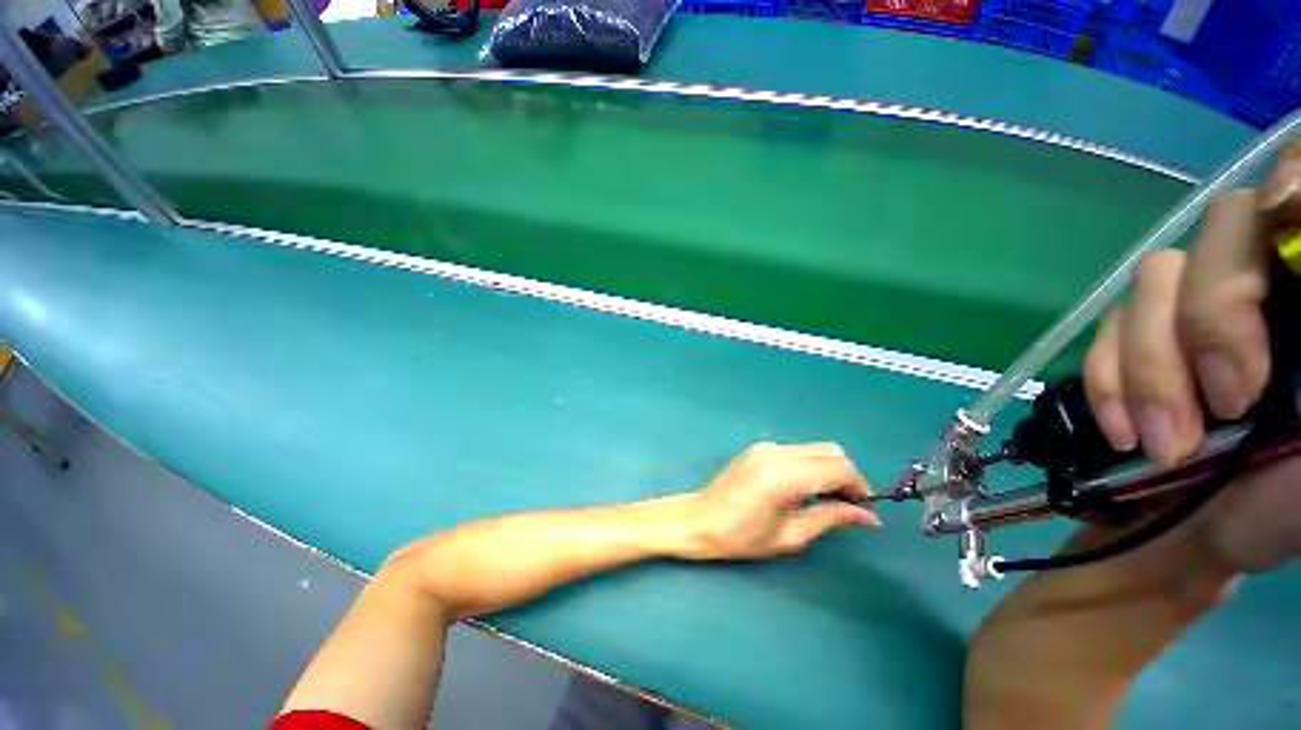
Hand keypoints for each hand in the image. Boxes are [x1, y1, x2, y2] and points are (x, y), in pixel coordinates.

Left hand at [676, 442, 881, 560]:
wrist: (700, 520)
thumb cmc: (742, 537)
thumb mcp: (790, 535)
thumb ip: (831, 518)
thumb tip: (870, 517)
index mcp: (785, 476)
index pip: (839, 468)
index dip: (860, 487)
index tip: (865, 510)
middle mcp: (777, 452)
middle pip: (831, 451)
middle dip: (847, 477)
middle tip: (848, 507)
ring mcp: (767, 446)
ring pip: (815, 449)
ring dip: (830, 470)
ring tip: (828, 500)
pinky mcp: (760, 447)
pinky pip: (797, 451)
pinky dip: (811, 465)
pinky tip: (805, 488)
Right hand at [1082, 141, 1300, 573]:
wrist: (1204, 528)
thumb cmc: (1286, 501)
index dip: (1296, 186)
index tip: (1290, 236)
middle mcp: (1261, 277)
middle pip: (1225, 228)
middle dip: (1215, 317)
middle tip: (1229, 405)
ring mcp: (1191, 307)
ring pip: (1154, 282)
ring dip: (1152, 367)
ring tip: (1168, 444)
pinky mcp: (1139, 338)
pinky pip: (1105, 328)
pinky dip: (1109, 380)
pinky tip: (1125, 430)